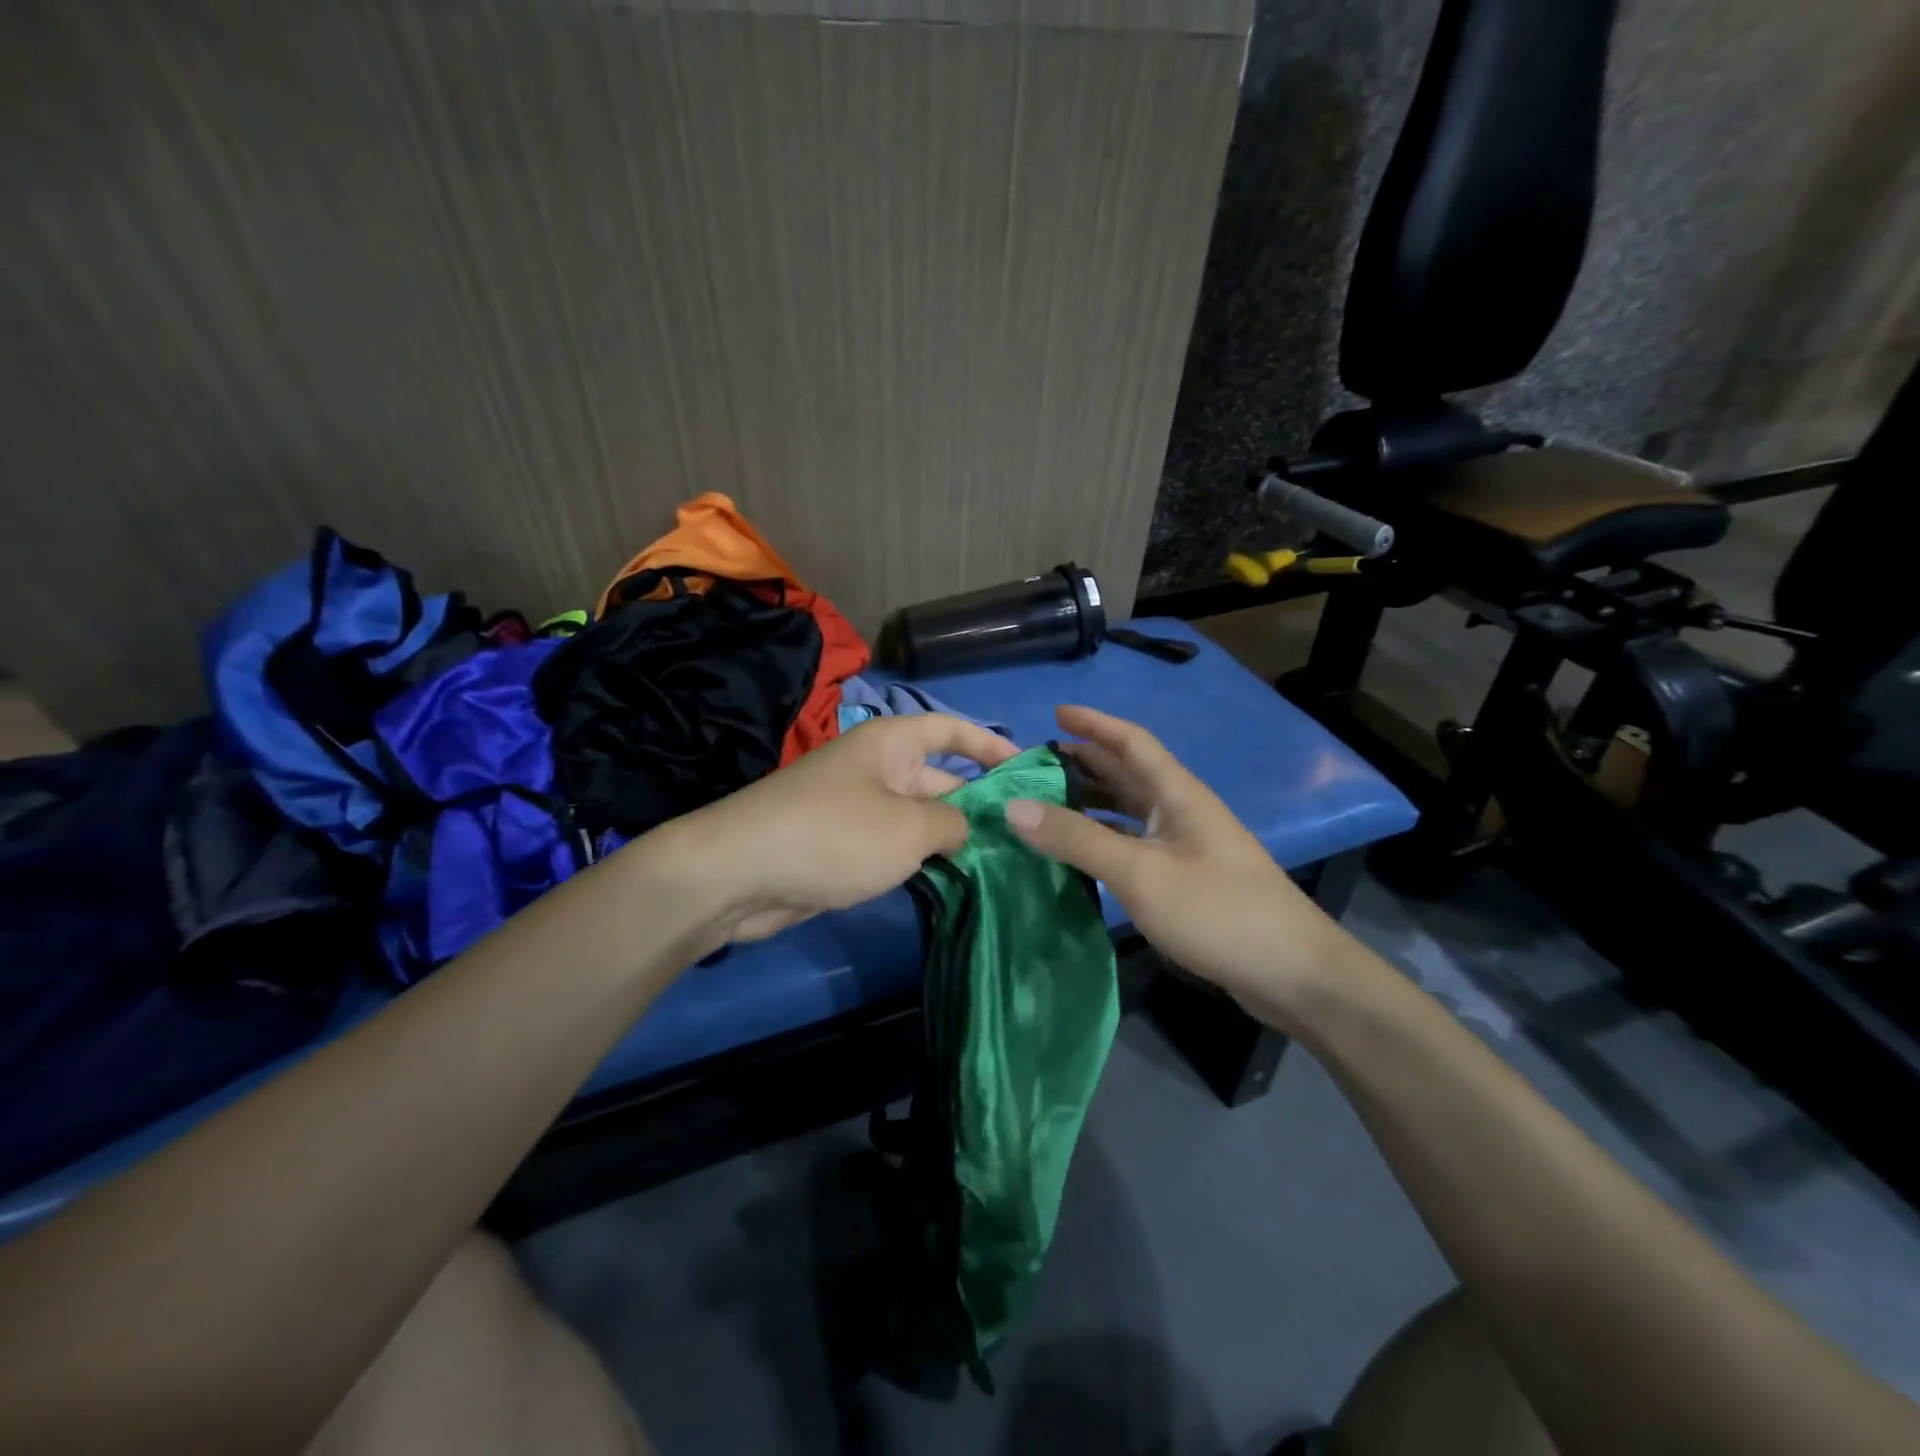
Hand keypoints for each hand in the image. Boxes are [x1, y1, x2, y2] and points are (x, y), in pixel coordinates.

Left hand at [658, 713, 1017, 943]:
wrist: (739, 874)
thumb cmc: (834, 834)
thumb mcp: (908, 827)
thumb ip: (951, 824)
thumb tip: (962, 828)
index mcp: (891, 744)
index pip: (950, 729)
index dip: (990, 743)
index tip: (1028, 768)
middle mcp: (876, 769)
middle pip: (939, 778)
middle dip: (979, 803)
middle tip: (1026, 834)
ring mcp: (857, 809)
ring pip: (918, 817)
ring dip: (952, 837)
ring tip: (1003, 863)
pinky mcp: (842, 847)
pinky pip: (894, 846)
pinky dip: (921, 860)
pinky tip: (953, 883)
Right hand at [1003, 706, 1357, 1030]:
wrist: (1293, 973)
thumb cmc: (1217, 910)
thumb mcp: (1139, 871)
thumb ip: (1077, 838)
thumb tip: (1014, 806)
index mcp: (1177, 793)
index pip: (1132, 741)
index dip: (1095, 723)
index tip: (1055, 713)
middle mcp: (1182, 810)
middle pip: (1129, 773)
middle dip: (1086, 762)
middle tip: (1037, 764)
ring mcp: (1187, 845)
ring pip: (1131, 810)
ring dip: (1092, 802)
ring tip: (1048, 804)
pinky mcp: (1188, 878)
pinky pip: (1135, 843)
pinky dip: (1105, 839)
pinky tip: (1081, 854)